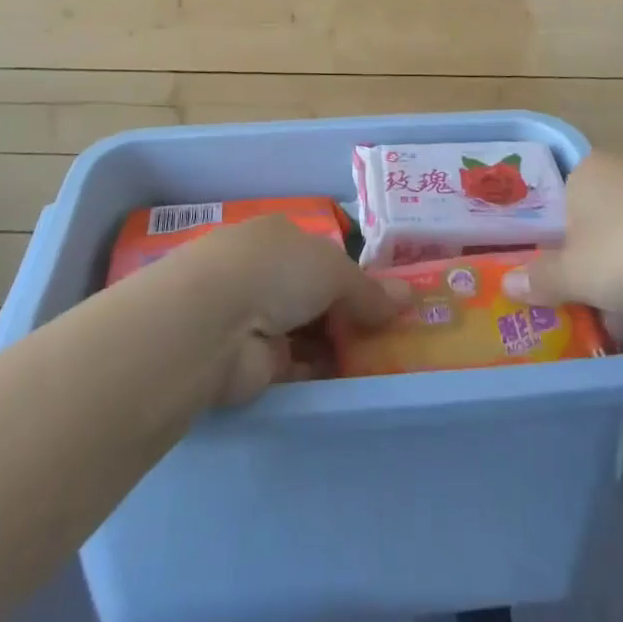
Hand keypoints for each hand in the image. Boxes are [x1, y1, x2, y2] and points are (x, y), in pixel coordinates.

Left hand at [184, 216, 409, 405]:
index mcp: (279, 237)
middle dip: (349, 315)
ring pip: (307, 332)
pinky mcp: (252, 363)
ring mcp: (256, 318)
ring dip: (338, 346)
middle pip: (315, 295)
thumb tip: (408, 298)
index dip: (352, 276)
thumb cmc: (276, 272)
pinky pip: (297, 367)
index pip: (321, 255)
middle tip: (392, 336)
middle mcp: (265, 272)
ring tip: (384, 363)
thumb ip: (368, 290)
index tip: (385, 300)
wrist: (214, 323)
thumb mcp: (333, 270)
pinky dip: (322, 373)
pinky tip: (354, 384)